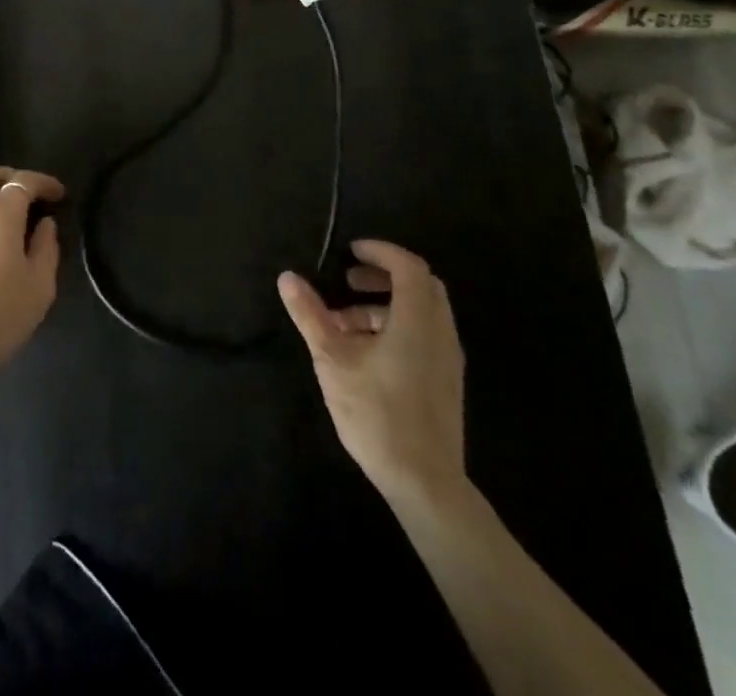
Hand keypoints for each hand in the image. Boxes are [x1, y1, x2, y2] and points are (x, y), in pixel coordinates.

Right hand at [278, 239, 466, 510]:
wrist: (425, 483)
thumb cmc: (377, 413)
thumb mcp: (332, 359)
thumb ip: (310, 314)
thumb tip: (287, 277)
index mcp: (417, 321)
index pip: (408, 266)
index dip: (380, 251)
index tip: (350, 251)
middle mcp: (440, 333)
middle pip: (421, 285)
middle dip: (383, 275)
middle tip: (348, 281)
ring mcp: (448, 359)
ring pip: (422, 311)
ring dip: (386, 304)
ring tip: (344, 323)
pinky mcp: (446, 381)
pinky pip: (425, 334)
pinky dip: (397, 326)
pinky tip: (365, 352)